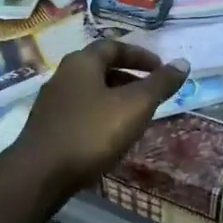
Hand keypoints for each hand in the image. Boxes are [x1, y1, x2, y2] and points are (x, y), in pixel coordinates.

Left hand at [6, 41, 189, 215]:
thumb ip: (160, 84)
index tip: (161, 68)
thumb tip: (183, 63)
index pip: (114, 46)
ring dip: (115, 100)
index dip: (140, 55)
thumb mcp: (134, 106)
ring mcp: (52, 103)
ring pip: (91, 93)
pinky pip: (81, 114)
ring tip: (136, 118)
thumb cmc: (91, 132)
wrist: (39, 176)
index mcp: (82, 62)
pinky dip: (101, 118)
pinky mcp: (47, 128)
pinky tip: (111, 138)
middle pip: (101, 68)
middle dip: (129, 78)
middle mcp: (63, 76)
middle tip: (151, 94)